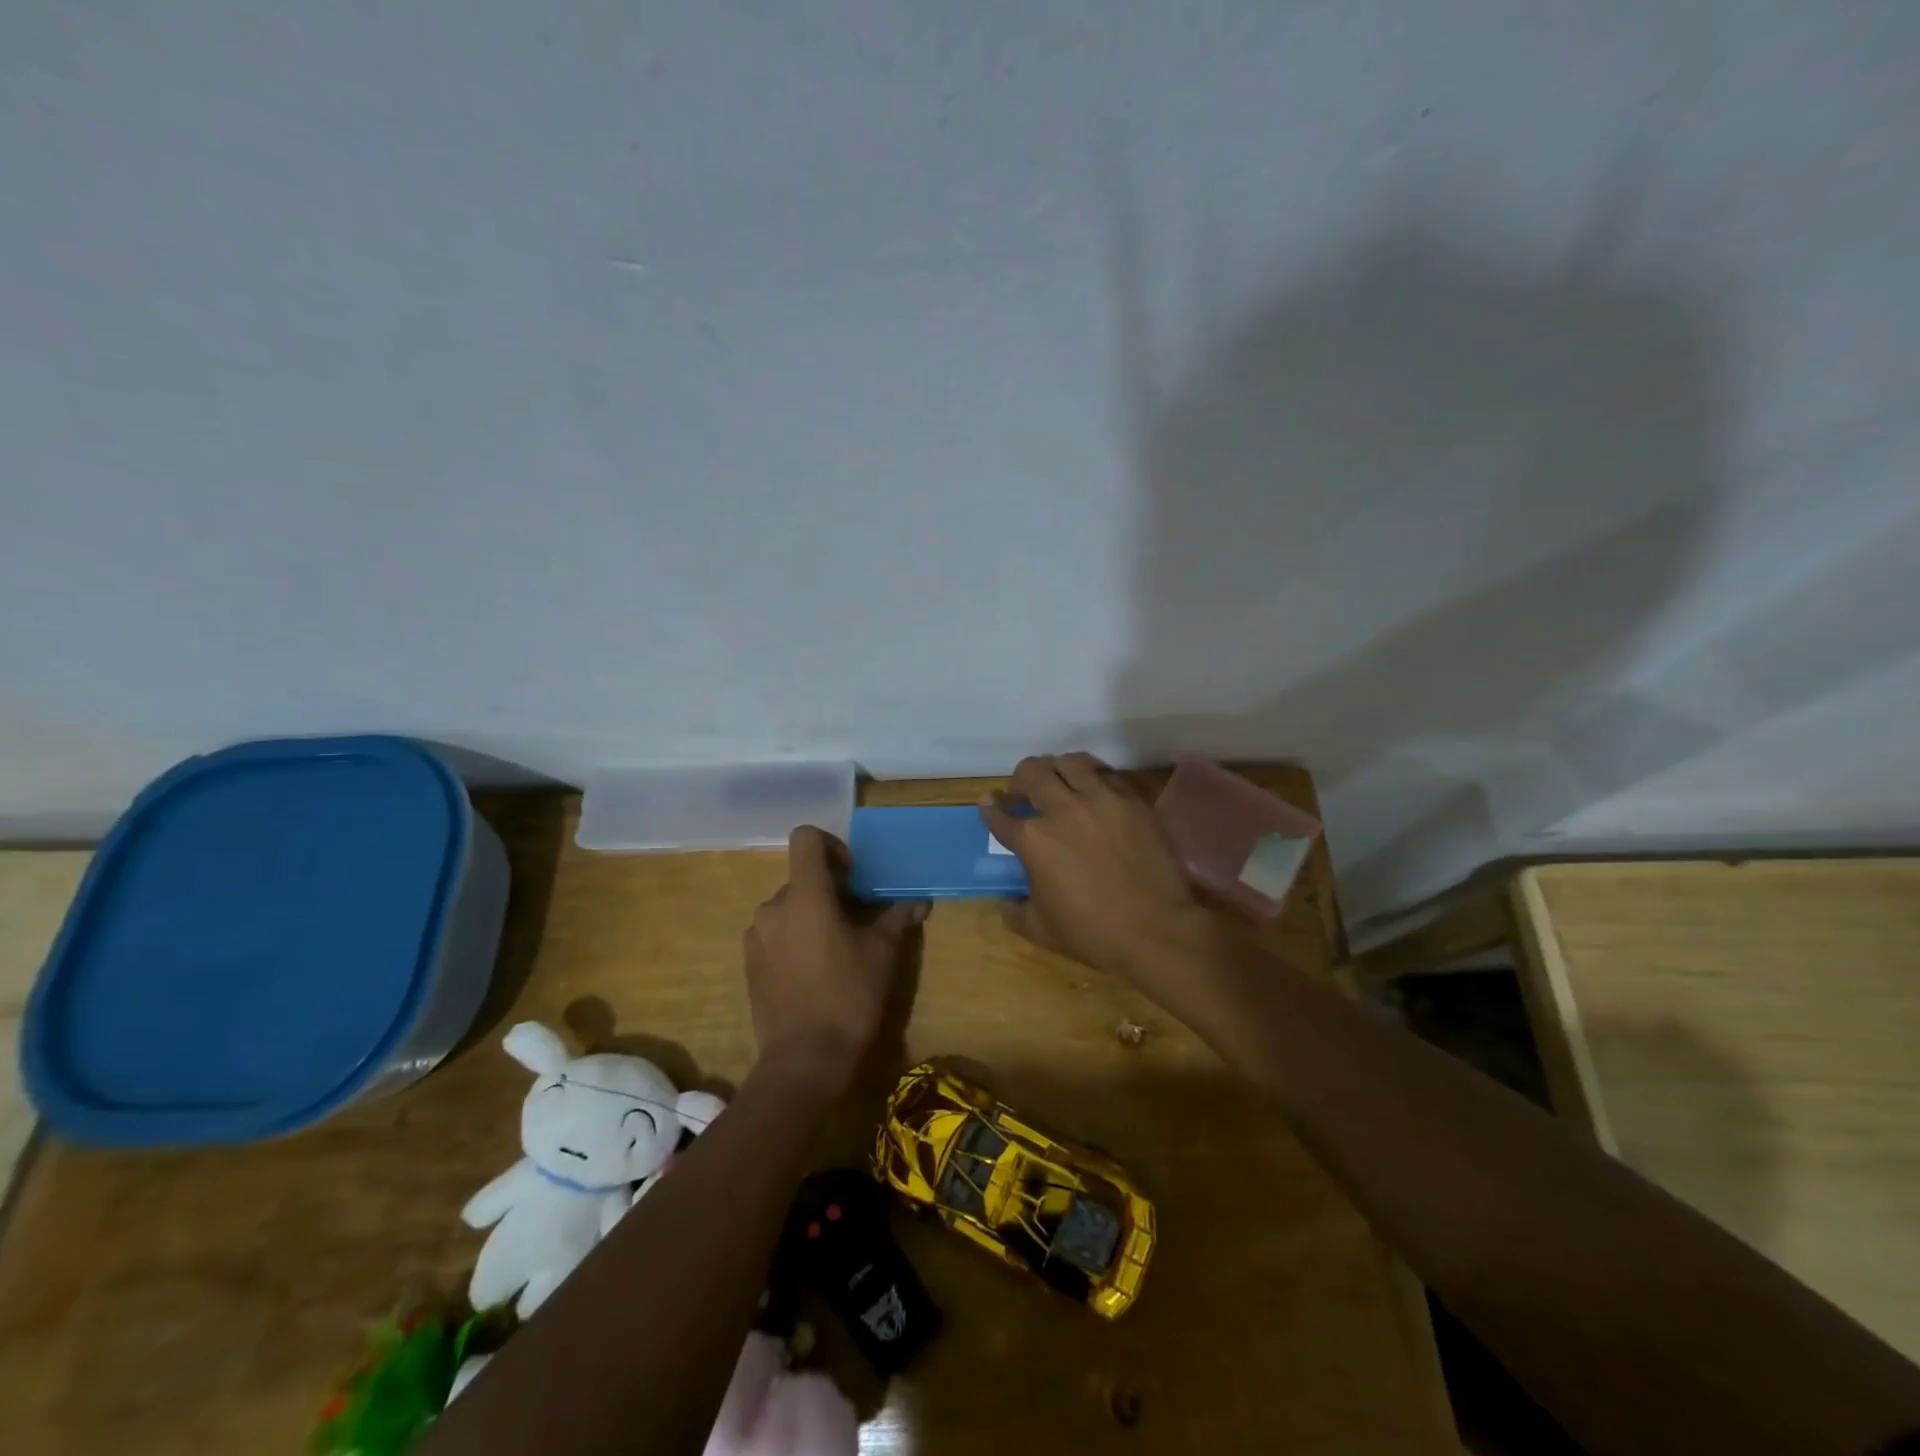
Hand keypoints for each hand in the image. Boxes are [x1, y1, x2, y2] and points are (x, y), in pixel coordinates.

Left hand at [743, 826, 928, 1097]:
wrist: (803, 1061)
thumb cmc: (848, 998)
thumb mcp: (883, 954)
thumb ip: (898, 918)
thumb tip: (919, 900)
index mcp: (805, 896)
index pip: (805, 838)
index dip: (831, 846)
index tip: (851, 875)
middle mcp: (773, 907)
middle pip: (801, 877)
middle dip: (828, 889)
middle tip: (855, 920)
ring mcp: (755, 935)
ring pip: (788, 906)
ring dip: (811, 914)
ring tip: (834, 949)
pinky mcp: (748, 961)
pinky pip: (774, 931)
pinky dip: (793, 936)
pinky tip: (812, 970)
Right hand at [980, 754, 1217, 984]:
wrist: (1156, 930)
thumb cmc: (1093, 934)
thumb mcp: (1041, 930)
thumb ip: (1015, 911)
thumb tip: (1006, 901)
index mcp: (1033, 840)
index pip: (1000, 815)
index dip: (990, 807)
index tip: (989, 802)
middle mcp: (1062, 810)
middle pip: (1032, 772)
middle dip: (1020, 779)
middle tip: (1023, 790)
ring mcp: (1101, 800)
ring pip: (1070, 762)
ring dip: (1057, 769)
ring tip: (1060, 782)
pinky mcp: (1133, 801)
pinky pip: (1107, 775)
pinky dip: (1094, 778)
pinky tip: (1095, 793)